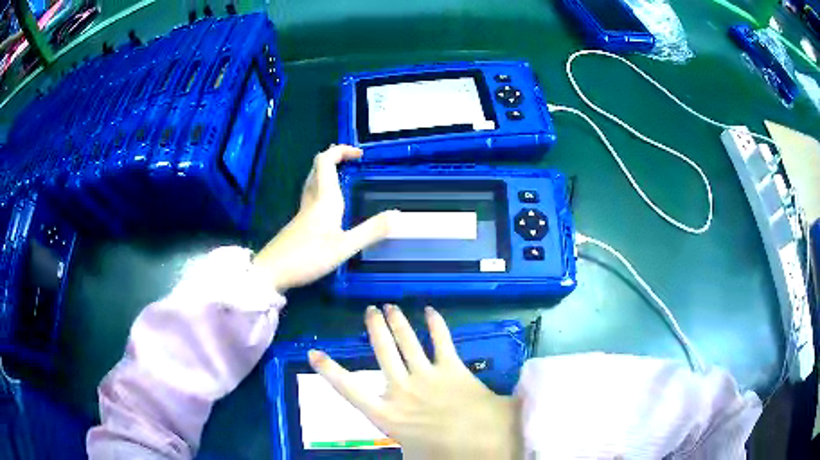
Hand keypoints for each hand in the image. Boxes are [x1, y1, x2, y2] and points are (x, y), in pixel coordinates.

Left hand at [253, 145, 396, 291]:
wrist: (271, 272)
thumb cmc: (308, 257)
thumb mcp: (344, 247)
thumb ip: (370, 231)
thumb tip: (398, 215)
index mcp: (324, 199)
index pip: (326, 161)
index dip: (341, 151)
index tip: (360, 155)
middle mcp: (311, 200)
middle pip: (317, 168)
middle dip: (335, 158)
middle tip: (352, 161)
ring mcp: (302, 212)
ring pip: (313, 181)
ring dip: (327, 173)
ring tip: (344, 177)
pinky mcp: (298, 223)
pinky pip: (311, 196)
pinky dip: (323, 189)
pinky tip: (329, 205)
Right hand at [309, 305, 522, 459]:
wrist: (483, 440)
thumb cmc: (445, 453)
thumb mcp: (413, 455)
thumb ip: (404, 444)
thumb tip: (404, 445)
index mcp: (387, 414)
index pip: (350, 390)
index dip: (330, 371)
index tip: (314, 353)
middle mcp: (402, 389)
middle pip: (383, 352)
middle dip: (375, 329)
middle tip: (370, 310)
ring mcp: (427, 376)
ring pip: (407, 342)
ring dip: (398, 322)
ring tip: (390, 307)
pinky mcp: (452, 368)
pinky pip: (442, 341)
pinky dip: (436, 325)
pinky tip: (431, 312)